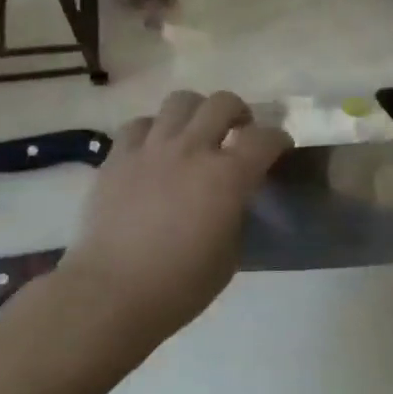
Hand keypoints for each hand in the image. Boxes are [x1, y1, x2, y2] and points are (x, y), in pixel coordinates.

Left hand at [64, 90, 290, 335]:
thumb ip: (237, 214)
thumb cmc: (179, 285)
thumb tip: (235, 198)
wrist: (112, 293)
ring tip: (195, 133)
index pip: (265, 138)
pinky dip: (153, 130)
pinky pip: (139, 124)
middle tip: (238, 132)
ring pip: (180, 100)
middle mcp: (192, 149)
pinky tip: (154, 150)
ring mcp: (151, 148)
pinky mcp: (118, 156)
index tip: (279, 148)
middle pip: (223, 102)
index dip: (278, 139)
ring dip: (196, 112)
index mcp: (227, 177)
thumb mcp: (230, 254)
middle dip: (239, 112)